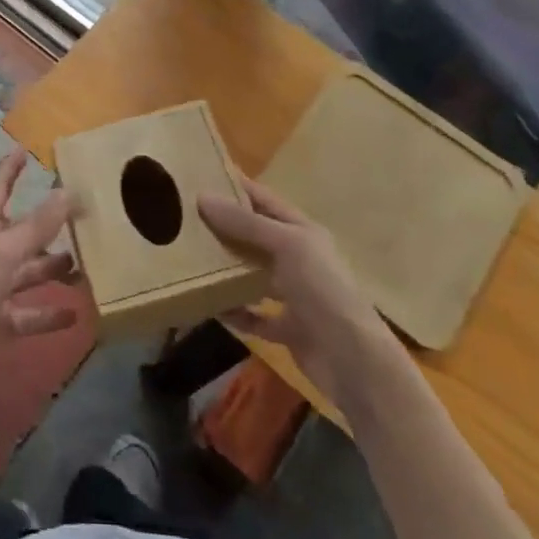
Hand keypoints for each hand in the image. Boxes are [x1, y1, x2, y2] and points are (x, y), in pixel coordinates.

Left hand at [0, 149, 78, 402]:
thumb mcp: (5, 252)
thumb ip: (38, 225)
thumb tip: (67, 191)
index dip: (10, 171)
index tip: (23, 150)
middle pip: (22, 235)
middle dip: (47, 228)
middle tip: (80, 220)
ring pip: (30, 274)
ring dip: (54, 270)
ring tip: (85, 269)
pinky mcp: (0, 323)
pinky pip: (30, 315)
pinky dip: (50, 314)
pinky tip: (75, 315)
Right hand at [199, 178, 397, 392]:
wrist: (354, 362)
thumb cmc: (323, 290)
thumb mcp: (286, 245)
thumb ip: (246, 223)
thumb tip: (203, 197)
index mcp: (302, 232)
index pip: (264, 200)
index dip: (236, 187)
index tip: (200, 176)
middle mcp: (298, 259)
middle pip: (255, 237)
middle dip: (224, 228)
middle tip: (185, 219)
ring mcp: (293, 295)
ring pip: (252, 275)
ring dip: (227, 270)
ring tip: (191, 260)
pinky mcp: (287, 329)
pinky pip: (253, 316)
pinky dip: (234, 311)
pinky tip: (211, 307)